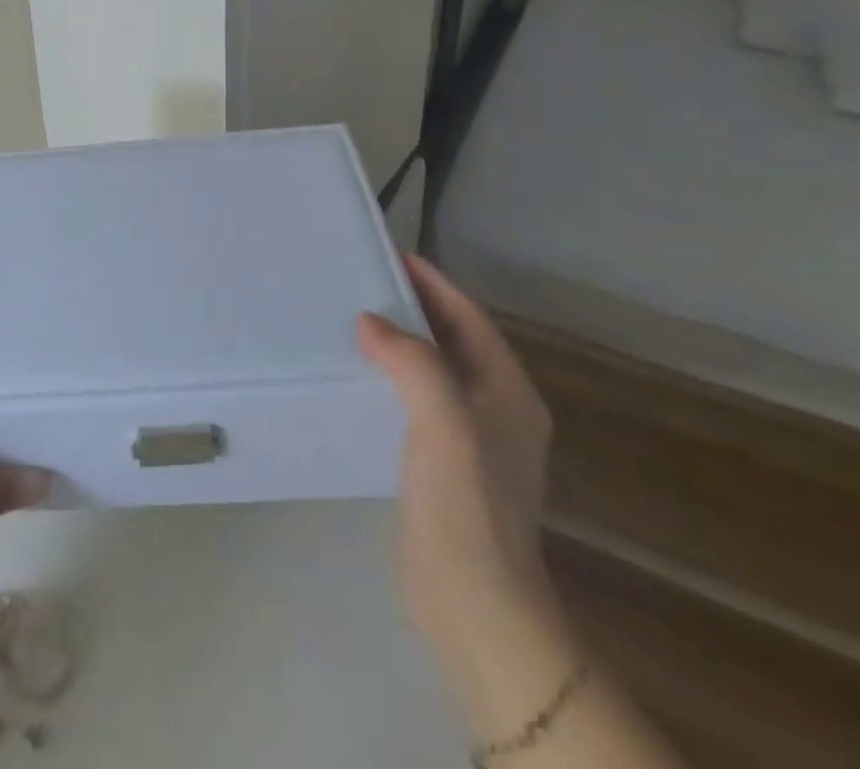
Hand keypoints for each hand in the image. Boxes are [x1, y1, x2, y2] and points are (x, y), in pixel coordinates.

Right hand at [358, 255, 555, 653]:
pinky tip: (356, 374)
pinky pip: (415, 399)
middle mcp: (495, 409)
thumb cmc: (465, 506)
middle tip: (363, 280)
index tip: (392, 254)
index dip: (434, 284)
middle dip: (414, 306)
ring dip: (399, 341)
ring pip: (432, 369)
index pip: (470, 319)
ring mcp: (469, 439)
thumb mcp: (444, 423)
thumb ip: (413, 363)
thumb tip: (370, 321)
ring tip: (352, 317)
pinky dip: (390, 376)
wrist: (473, 605)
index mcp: (508, 392)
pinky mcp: (442, 462)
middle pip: (452, 340)